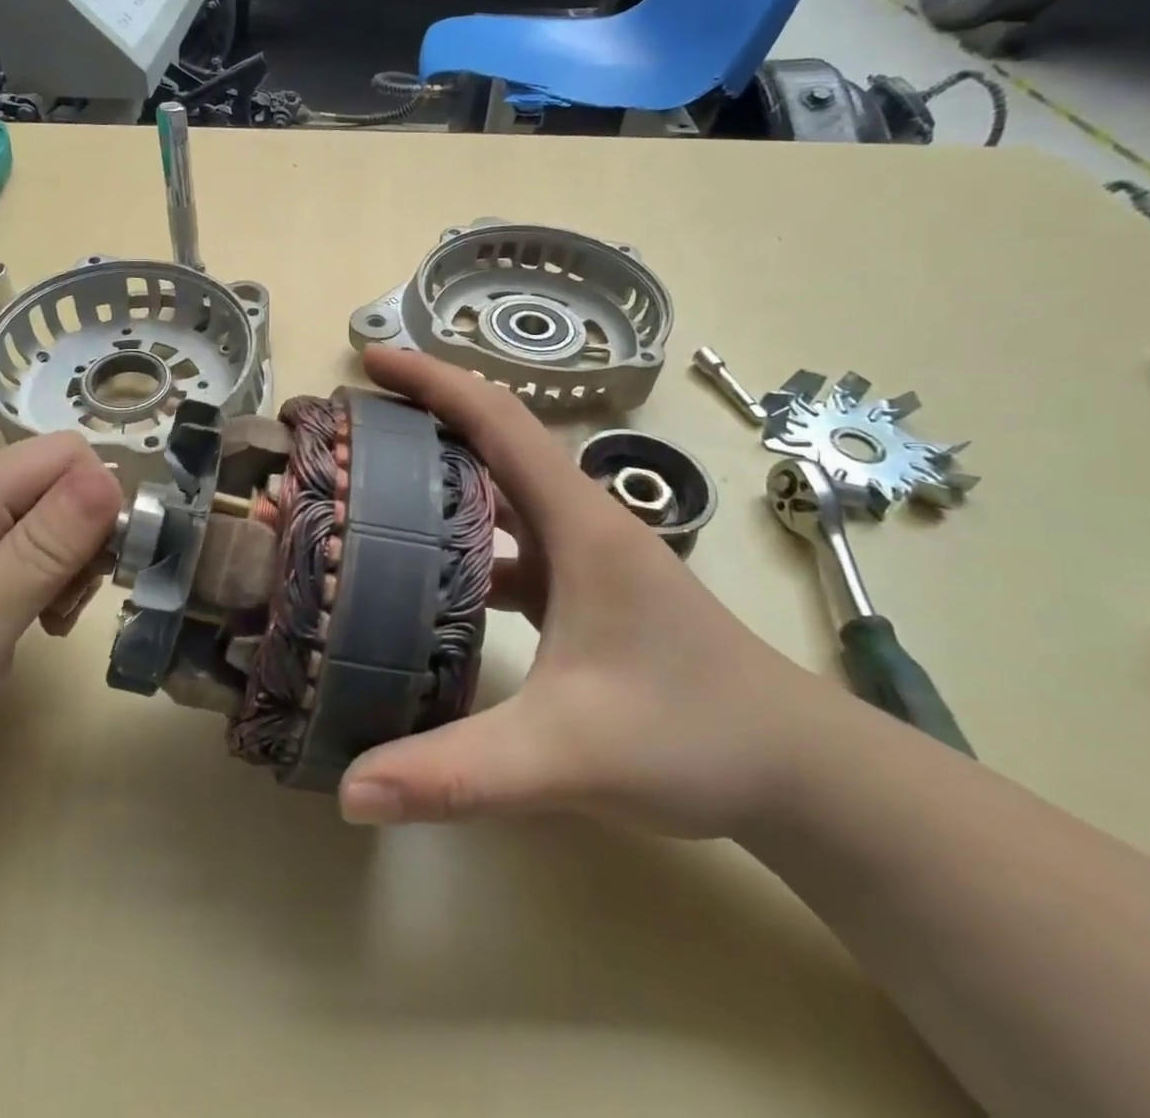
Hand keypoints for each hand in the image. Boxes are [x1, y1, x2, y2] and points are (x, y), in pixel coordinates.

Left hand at [0, 433, 121, 827]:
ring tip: (45, 618)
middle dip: (83, 536)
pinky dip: (41, 568)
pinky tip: (25, 612)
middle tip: (64, 607)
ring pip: (45, 505)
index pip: (66, 454)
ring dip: (65, 557)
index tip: (93, 575)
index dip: (99, 504)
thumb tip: (109, 478)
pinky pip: (20, 530)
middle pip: (57, 477)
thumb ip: (43, 550)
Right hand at [338, 349, 837, 840]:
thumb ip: (458, 773)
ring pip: (502, 493)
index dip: (433, 380)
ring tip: (370, 485)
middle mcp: (581, 523)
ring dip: (443, 475)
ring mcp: (586, 557)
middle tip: (350, 425)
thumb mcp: (566, 754)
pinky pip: (512, 544)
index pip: (498, 420)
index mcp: (579, 523)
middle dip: (423, 417)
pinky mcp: (585, 591)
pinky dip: (466, 538)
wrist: (800, 772)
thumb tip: (349, 790)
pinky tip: (425, 573)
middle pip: (494, 442)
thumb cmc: (695, 736)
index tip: (370, 358)